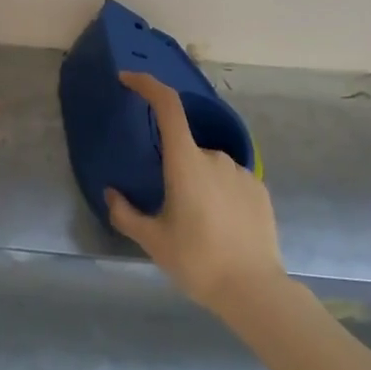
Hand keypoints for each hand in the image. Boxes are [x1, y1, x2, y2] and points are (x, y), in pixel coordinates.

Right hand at [106, 72, 283, 314]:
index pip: (167, 107)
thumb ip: (126, 214)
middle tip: (169, 212)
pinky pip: (229, 181)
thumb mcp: (153, 241)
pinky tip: (220, 227)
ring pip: (207, 167)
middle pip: (184, 149)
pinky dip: (218, 194)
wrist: (253, 290)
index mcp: (185, 163)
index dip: (148, 85)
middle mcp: (214, 157)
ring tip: (197, 227)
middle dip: (173, 171)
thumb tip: (112, 194)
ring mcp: (240, 172)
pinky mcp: (259, 189)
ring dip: (197, 184)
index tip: (128, 79)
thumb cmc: (196, 261)